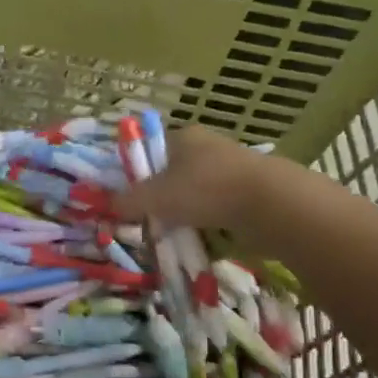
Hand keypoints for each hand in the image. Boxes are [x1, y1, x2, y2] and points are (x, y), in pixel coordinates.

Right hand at [113, 125, 277, 232]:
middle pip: (170, 174)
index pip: (147, 150)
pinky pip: (216, 209)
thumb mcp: (155, 197)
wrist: (271, 204)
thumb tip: (106, 205)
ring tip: (172, 237)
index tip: (125, 200)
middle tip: (146, 223)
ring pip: (194, 194)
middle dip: (158, 200)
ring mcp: (230, 169)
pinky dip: (206, 224)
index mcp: (181, 136)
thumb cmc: (205, 189)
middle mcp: (206, 147)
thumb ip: (127, 201)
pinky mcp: (248, 192)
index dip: (133, 174)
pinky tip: (200, 241)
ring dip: (183, 215)